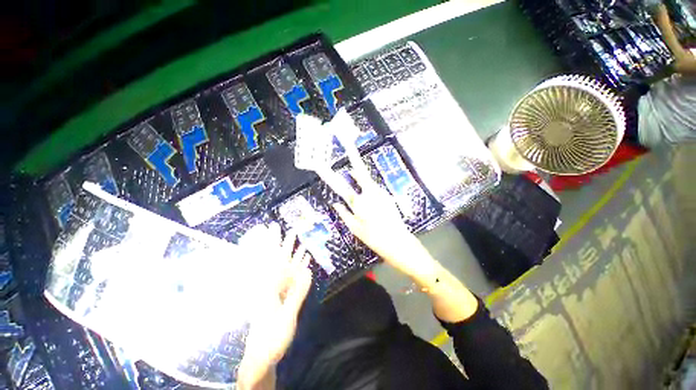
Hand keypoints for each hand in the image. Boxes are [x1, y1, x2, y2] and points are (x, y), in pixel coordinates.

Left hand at [237, 224, 311, 388]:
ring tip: (297, 240)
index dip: (272, 243)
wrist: (262, 358)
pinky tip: (304, 260)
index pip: (272, 260)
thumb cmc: (272, 340)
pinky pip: (291, 276)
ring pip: (284, 266)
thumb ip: (296, 294)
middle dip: (279, 242)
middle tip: (280, 227)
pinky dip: (297, 266)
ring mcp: (277, 290)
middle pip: (276, 258)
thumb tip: (308, 272)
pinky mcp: (281, 296)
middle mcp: (270, 285)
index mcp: (268, 289)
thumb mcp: (286, 318)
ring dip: (290, 252)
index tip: (273, 228)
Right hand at [317, 144, 432, 277]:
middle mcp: (371, 194)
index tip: (321, 164)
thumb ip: (345, 214)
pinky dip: (366, 185)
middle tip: (347, 142)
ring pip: (367, 179)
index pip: (341, 186)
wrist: (400, 243)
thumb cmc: (375, 239)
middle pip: (360, 172)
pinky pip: (373, 187)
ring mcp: (381, 193)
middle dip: (354, 157)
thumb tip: (335, 204)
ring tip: (351, 167)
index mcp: (360, 203)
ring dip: (359, 174)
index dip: (330, 175)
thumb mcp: (356, 229)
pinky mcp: (386, 196)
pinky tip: (364, 190)